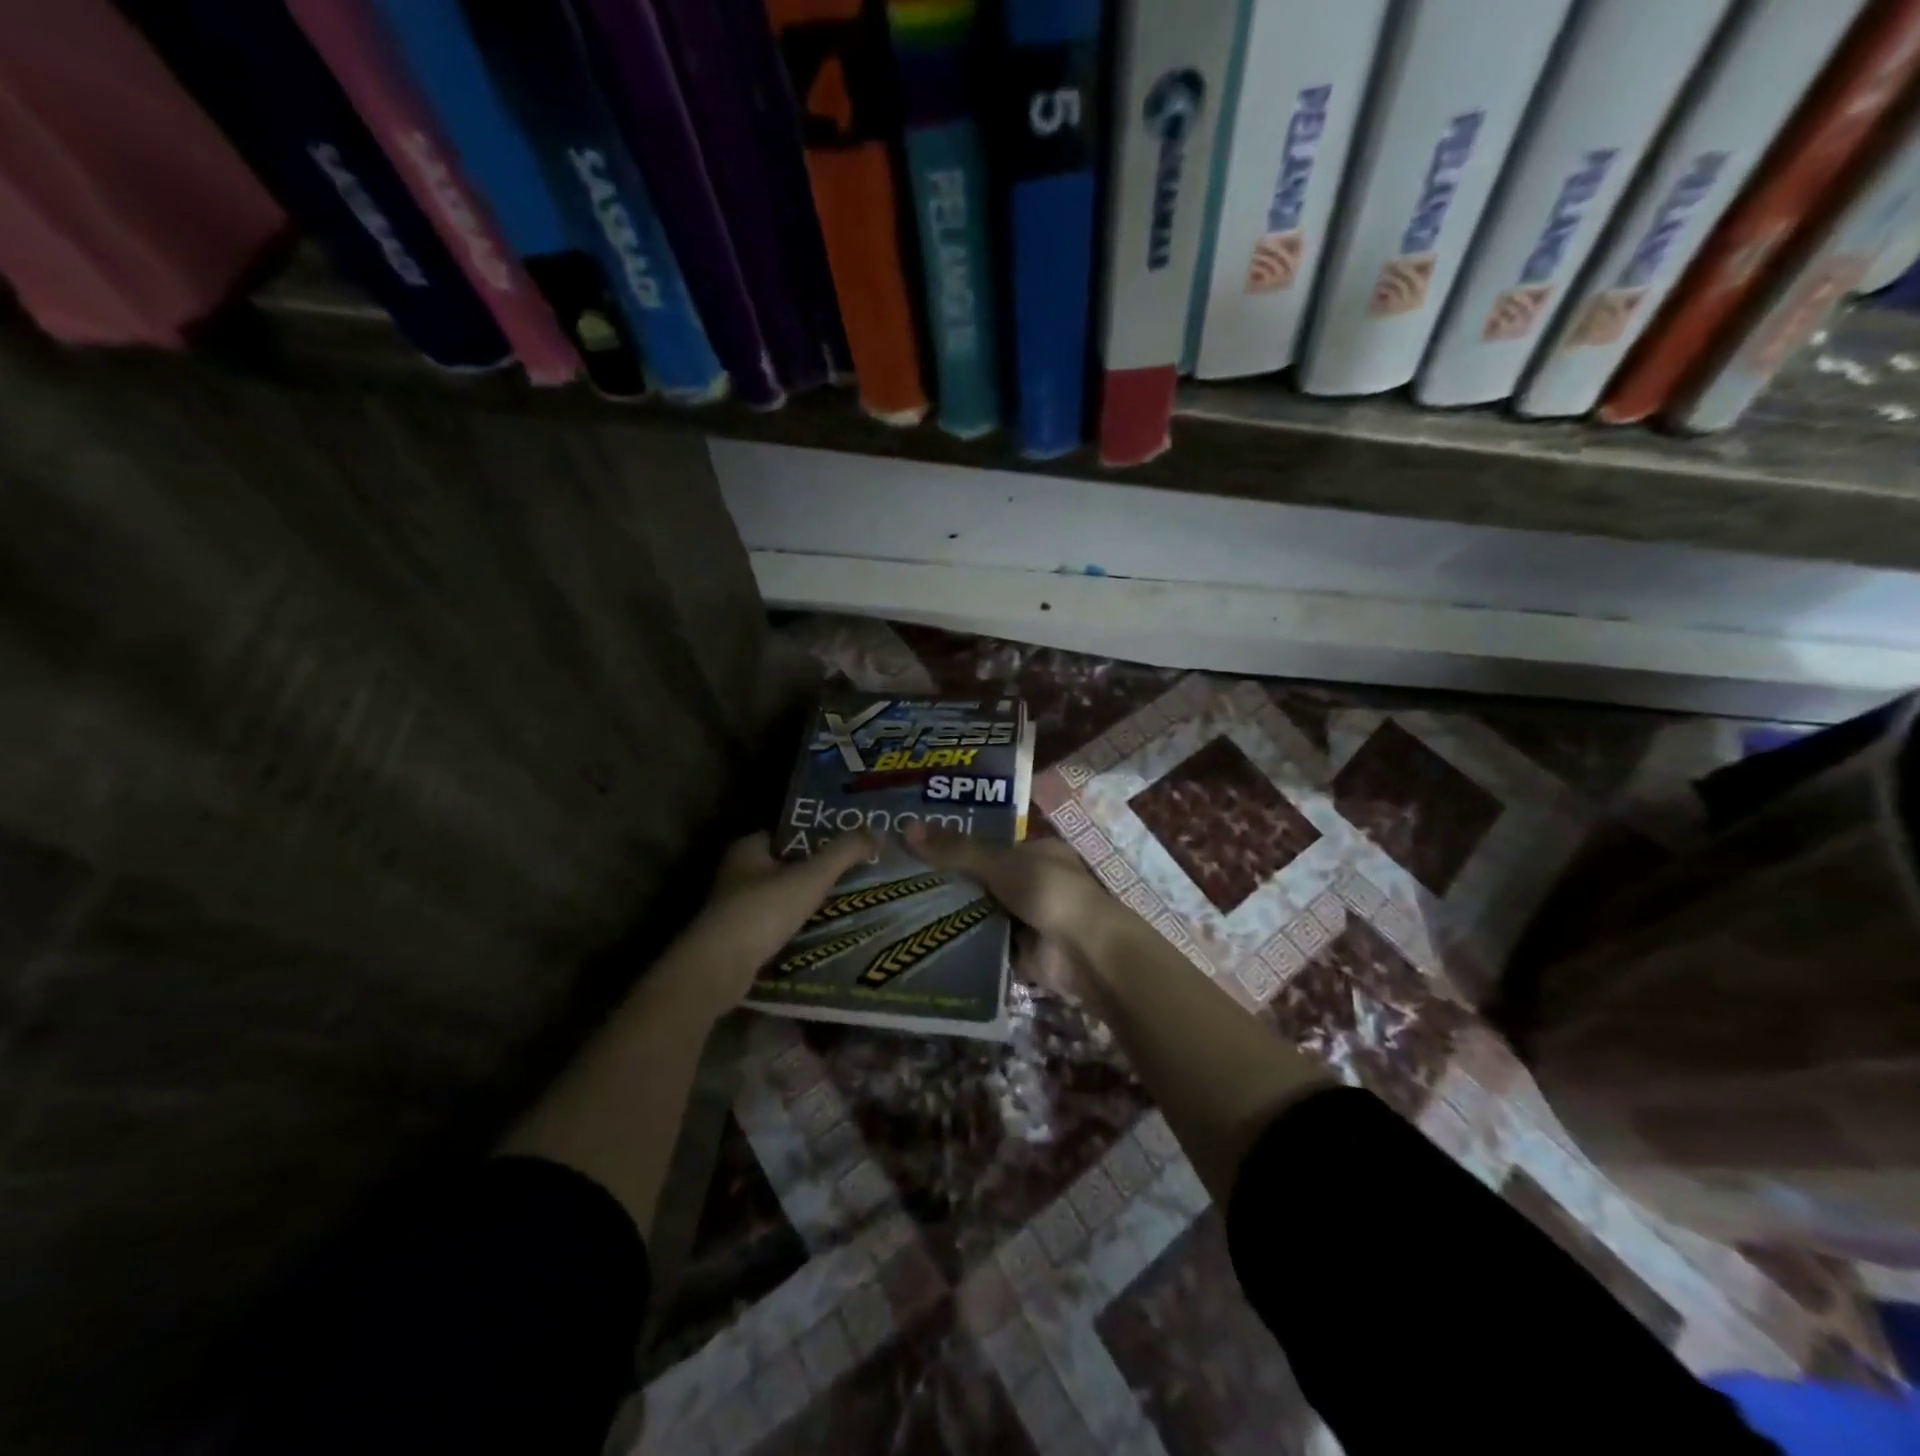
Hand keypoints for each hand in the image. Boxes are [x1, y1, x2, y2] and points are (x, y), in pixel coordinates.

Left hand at [657, 829, 878, 1021]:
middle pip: (788, 865)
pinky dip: (798, 925)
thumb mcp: (810, 877)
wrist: (716, 971)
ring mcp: (735, 907)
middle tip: (858, 872)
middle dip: (819, 870)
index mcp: (748, 848)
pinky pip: (777, 923)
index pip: (791, 833)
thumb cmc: (761, 912)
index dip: (821, 835)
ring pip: (783, 896)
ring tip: (849, 901)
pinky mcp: (738, 938)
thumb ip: (844, 852)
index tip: (851, 843)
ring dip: (809, 900)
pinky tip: (824, 930)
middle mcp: (737, 872)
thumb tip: (879, 831)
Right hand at [903, 822, 1119, 1001]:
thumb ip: (957, 850)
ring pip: (981, 911)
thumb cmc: (1049, 892)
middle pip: (983, 879)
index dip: (956, 846)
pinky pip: (984, 941)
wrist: (1084, 952)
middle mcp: (1033, 882)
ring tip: (902, 908)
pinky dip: (963, 941)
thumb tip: (906, 828)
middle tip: (901, 880)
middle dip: (951, 882)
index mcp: (1037, 852)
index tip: (918, 849)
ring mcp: (1027, 918)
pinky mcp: (1019, 951)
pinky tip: (925, 938)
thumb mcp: (999, 863)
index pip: (990, 845)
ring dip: (954, 913)